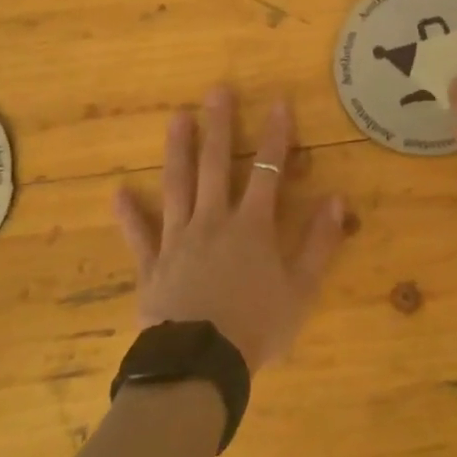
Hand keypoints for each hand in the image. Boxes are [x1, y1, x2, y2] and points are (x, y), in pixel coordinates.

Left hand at [114, 89, 345, 371]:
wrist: (200, 364)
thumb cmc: (257, 326)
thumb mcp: (301, 289)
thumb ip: (320, 242)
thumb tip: (338, 199)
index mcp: (252, 226)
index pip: (268, 170)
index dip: (276, 136)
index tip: (279, 102)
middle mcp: (213, 221)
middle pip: (217, 166)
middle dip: (220, 126)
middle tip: (216, 92)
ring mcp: (178, 240)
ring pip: (177, 187)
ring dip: (178, 151)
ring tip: (176, 118)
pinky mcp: (152, 266)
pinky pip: (139, 235)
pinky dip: (129, 214)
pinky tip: (118, 192)